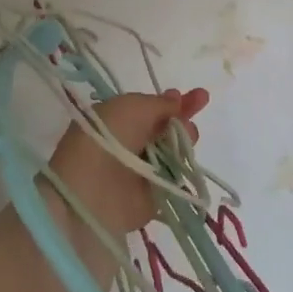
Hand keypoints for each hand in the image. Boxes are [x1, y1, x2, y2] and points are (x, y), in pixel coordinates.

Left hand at [45, 88, 208, 235]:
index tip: (195, 95)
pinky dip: (185, 169)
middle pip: (165, 128)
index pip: (151, 108)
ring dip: (185, 139)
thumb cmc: (109, 137)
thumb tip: (176, 102)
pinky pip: (176, 179)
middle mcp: (130, 144)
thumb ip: (159, 103)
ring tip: (189, 135)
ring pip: (174, 151)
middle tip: (200, 103)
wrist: (92, 190)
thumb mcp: (133, 106)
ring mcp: (143, 171)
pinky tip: (190, 160)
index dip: (172, 101)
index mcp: (117, 119)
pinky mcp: (153, 196)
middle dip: (184, 115)